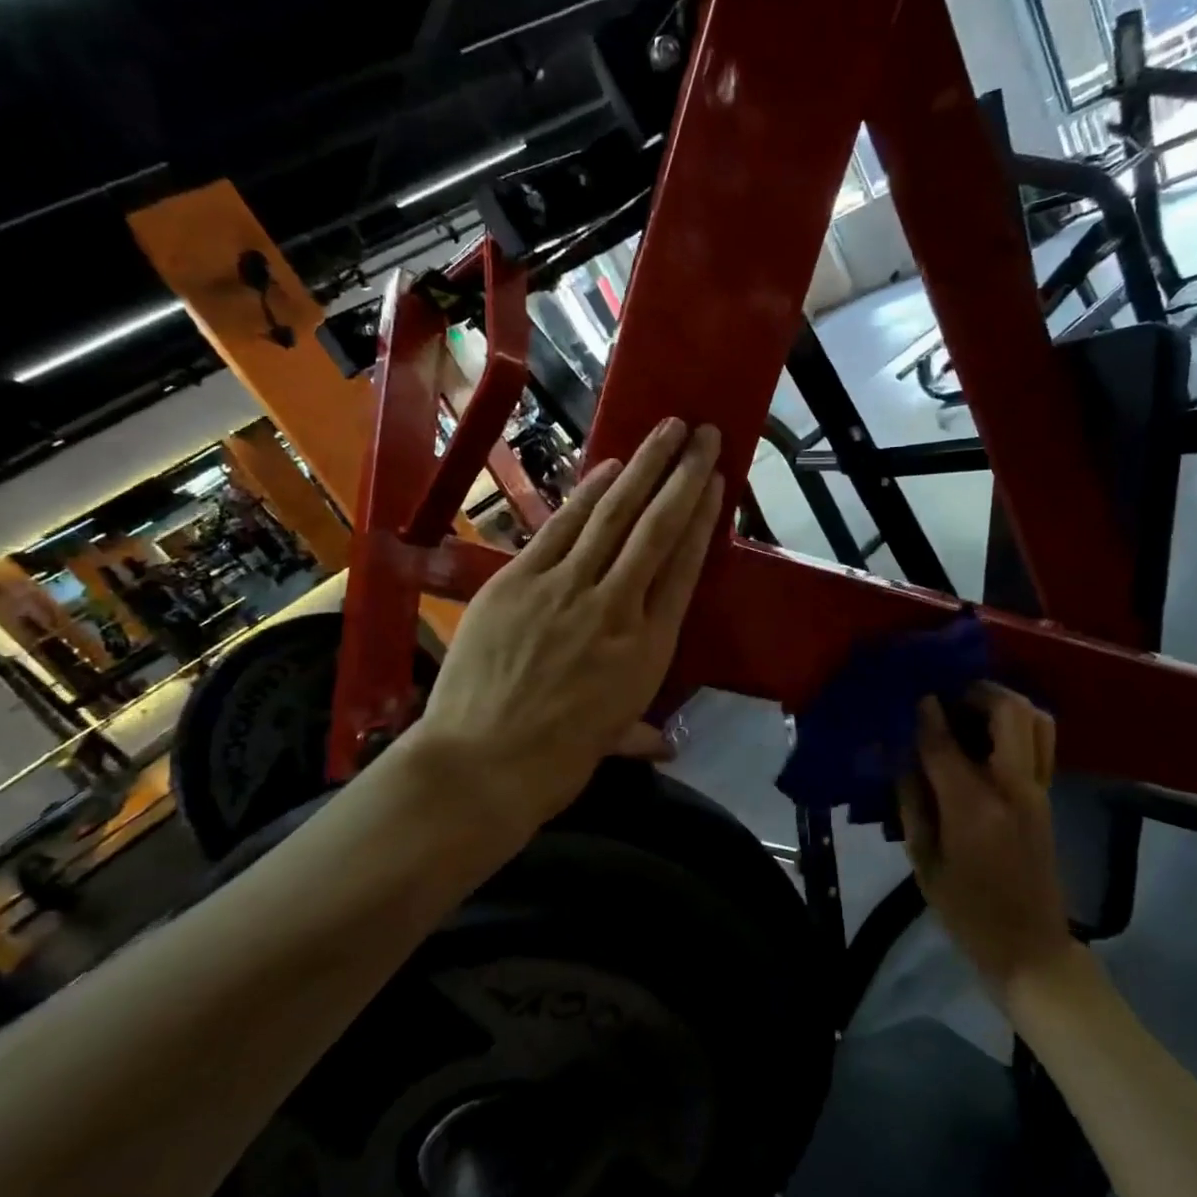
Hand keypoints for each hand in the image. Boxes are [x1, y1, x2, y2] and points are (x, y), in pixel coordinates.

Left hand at [403, 418, 724, 838]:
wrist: (480, 765)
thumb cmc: (554, 762)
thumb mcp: (609, 744)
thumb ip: (640, 733)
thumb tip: (665, 747)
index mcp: (648, 648)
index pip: (683, 568)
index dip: (702, 520)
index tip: (716, 483)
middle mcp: (616, 607)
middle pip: (657, 529)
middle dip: (684, 476)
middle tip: (704, 434)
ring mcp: (565, 588)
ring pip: (614, 515)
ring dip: (642, 467)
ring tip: (666, 431)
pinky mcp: (518, 579)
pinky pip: (561, 527)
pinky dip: (587, 493)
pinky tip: (608, 466)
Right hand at [896, 684, 1073, 998]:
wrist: (1030, 949)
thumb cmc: (967, 911)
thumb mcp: (924, 861)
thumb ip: (911, 802)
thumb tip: (900, 755)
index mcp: (974, 808)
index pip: (944, 742)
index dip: (924, 713)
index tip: (910, 695)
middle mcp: (1014, 788)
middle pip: (1008, 711)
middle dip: (975, 691)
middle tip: (946, 695)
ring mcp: (1038, 790)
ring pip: (1036, 719)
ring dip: (1002, 702)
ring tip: (969, 708)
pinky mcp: (1048, 796)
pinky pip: (1040, 740)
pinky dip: (1016, 723)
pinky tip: (985, 735)